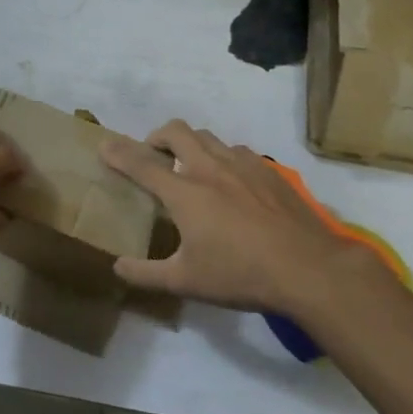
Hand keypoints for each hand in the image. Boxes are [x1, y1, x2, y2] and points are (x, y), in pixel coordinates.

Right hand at [99, 120, 382, 315]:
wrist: (309, 268)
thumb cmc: (240, 274)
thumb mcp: (185, 282)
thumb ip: (145, 274)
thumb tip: (117, 268)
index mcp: (184, 192)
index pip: (141, 164)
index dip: (118, 153)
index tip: (104, 145)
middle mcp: (209, 168)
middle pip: (175, 131)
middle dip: (156, 136)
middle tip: (152, 154)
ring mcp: (242, 165)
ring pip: (208, 137)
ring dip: (191, 143)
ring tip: (190, 165)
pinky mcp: (269, 171)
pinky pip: (238, 150)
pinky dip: (223, 156)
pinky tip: (231, 180)